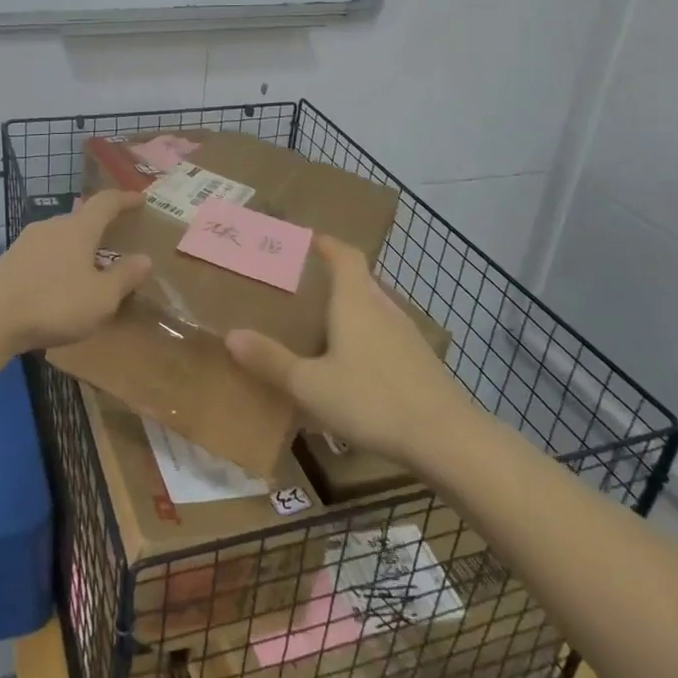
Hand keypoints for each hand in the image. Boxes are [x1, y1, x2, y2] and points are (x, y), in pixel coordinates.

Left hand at [0, 191, 153, 354]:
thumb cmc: (54, 303)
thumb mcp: (101, 297)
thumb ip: (124, 277)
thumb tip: (144, 258)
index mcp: (79, 229)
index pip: (106, 203)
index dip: (125, 199)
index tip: (140, 198)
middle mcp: (52, 226)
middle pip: (80, 218)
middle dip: (99, 227)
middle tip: (115, 239)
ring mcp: (26, 242)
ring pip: (60, 237)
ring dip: (77, 247)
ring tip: (89, 266)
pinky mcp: (9, 261)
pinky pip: (43, 254)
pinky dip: (58, 262)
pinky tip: (59, 284)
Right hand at [226, 235, 467, 463]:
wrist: (447, 438)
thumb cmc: (372, 400)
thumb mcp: (310, 385)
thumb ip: (271, 360)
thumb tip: (231, 335)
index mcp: (356, 302)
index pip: (344, 255)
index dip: (325, 243)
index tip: (305, 239)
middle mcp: (383, 308)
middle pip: (359, 280)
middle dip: (331, 278)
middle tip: (300, 288)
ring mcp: (406, 335)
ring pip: (373, 309)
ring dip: (349, 309)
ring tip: (320, 326)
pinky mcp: (420, 361)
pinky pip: (385, 335)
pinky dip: (365, 336)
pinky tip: (352, 366)